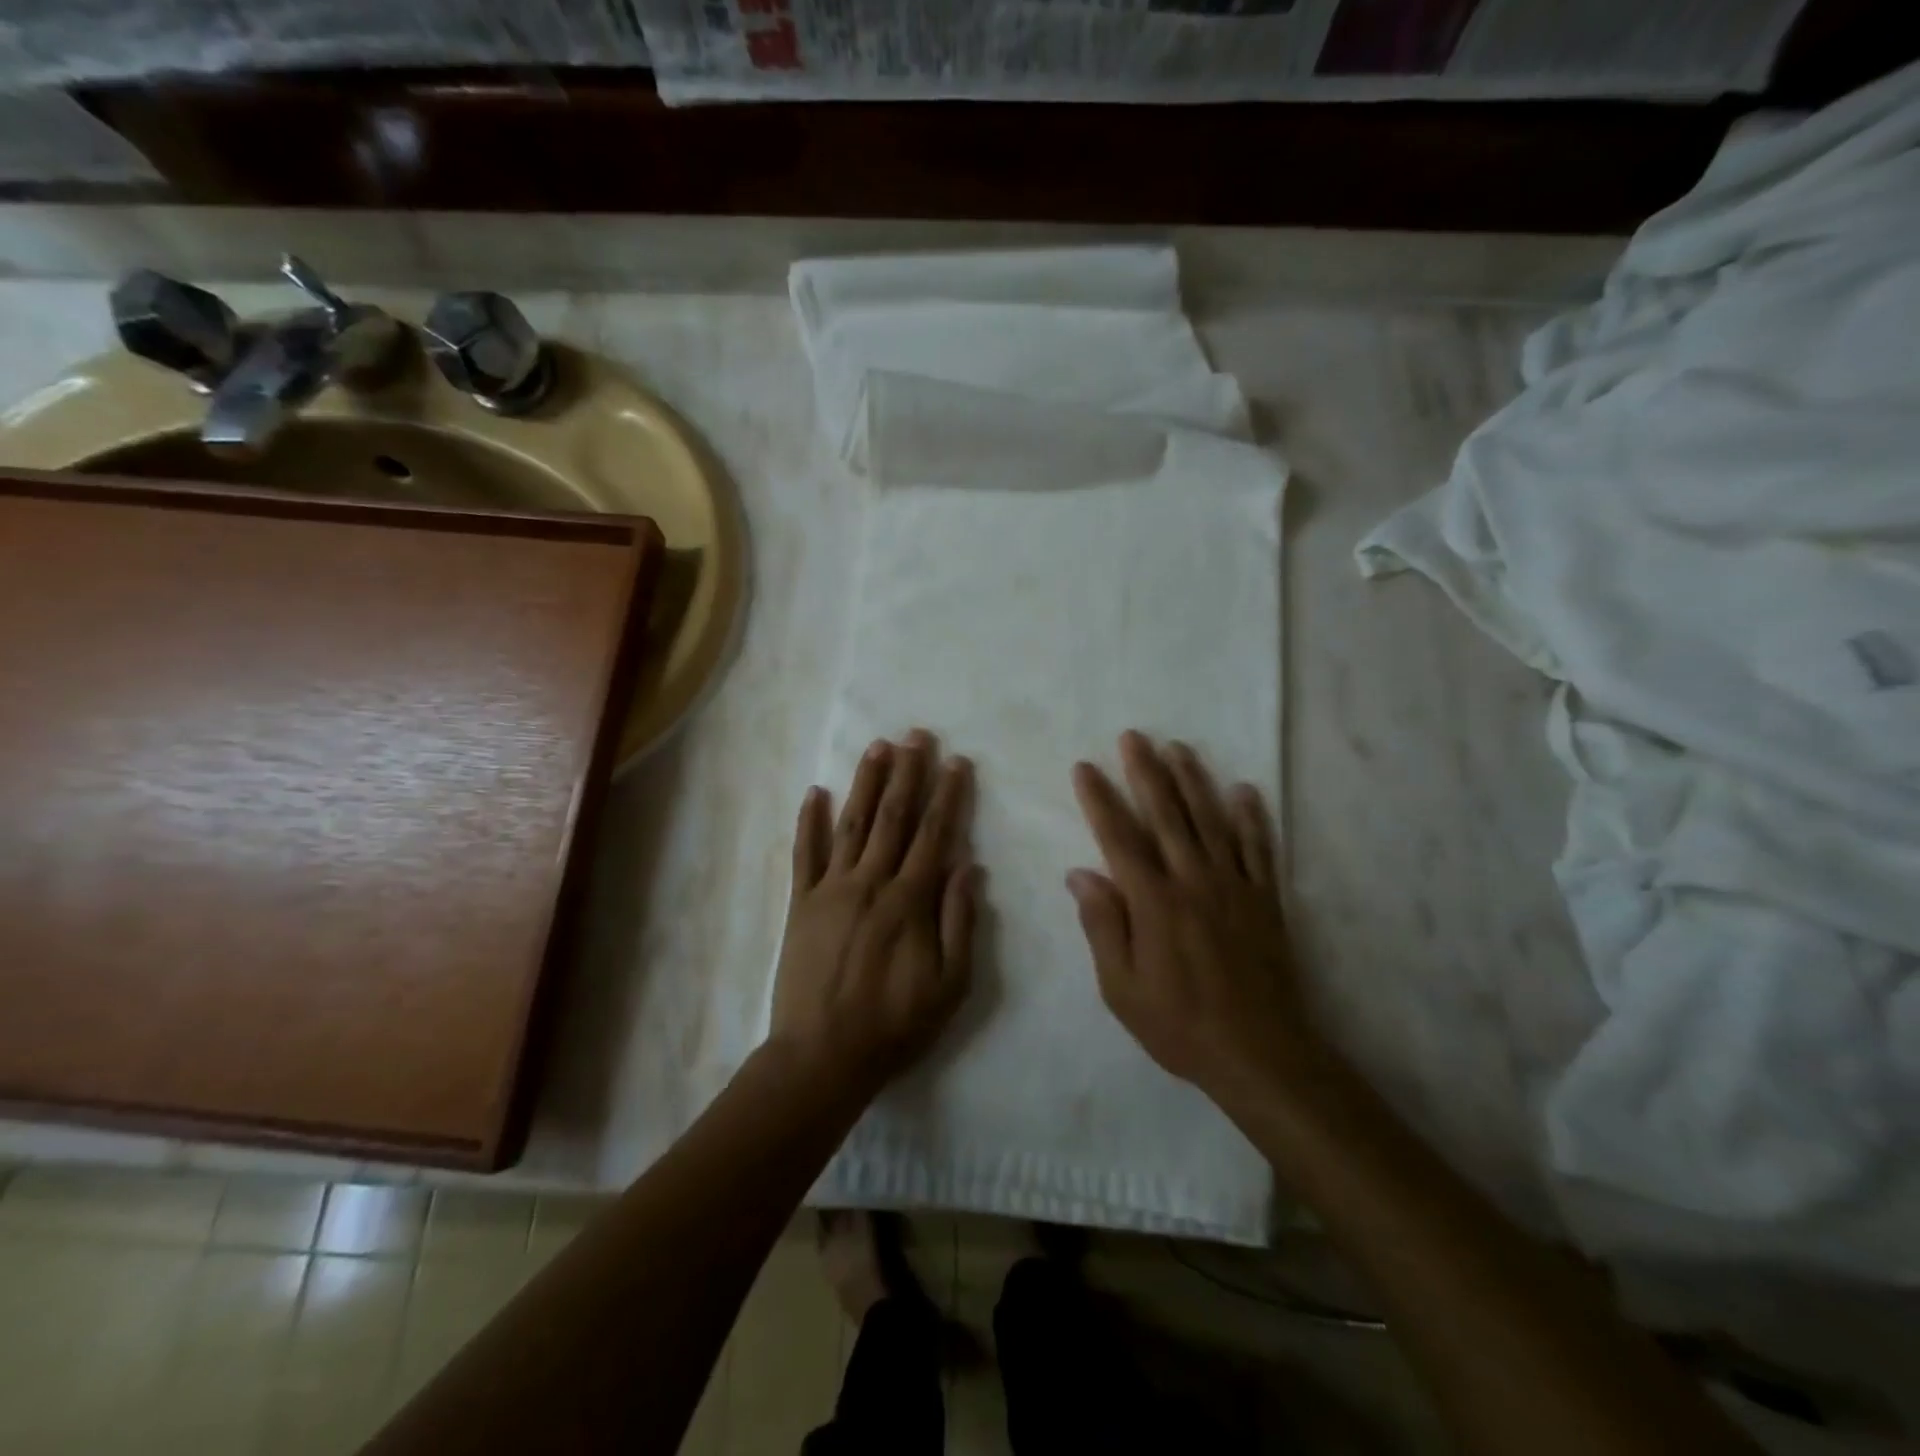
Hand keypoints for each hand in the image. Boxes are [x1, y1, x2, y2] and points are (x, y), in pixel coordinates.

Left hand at [770, 730, 981, 1098]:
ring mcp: (830, 889)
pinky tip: (813, 791)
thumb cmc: (895, 1024)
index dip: (947, 796)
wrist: (822, 1056)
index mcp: (909, 901)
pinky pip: (804, 854)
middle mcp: (870, 882)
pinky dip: (808, 821)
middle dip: (908, 774)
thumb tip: (969, 866)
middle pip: (893, 817)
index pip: (934, 835)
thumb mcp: (950, 985)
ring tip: (877, 747)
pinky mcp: (800, 903)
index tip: (956, 763)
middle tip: (917, 736)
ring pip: (851, 824)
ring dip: (866, 783)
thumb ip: (960, 922)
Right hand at [1069, 731, 1313, 1102]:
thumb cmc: (1179, 1024)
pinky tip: (1244, 790)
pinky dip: (1252, 817)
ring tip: (1179, 747)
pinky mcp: (1265, 899)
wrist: (1259, 1054)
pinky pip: (1259, 848)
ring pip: (1211, 820)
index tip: (1086, 768)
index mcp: (1153, 902)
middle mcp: (1193, 881)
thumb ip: (1103, 926)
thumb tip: (1080, 874)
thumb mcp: (1121, 988)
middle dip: (1146, 772)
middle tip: (1133, 736)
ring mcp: (1234, 886)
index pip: (1119, 838)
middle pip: (1166, 815)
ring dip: (1193, 780)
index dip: (1100, 800)